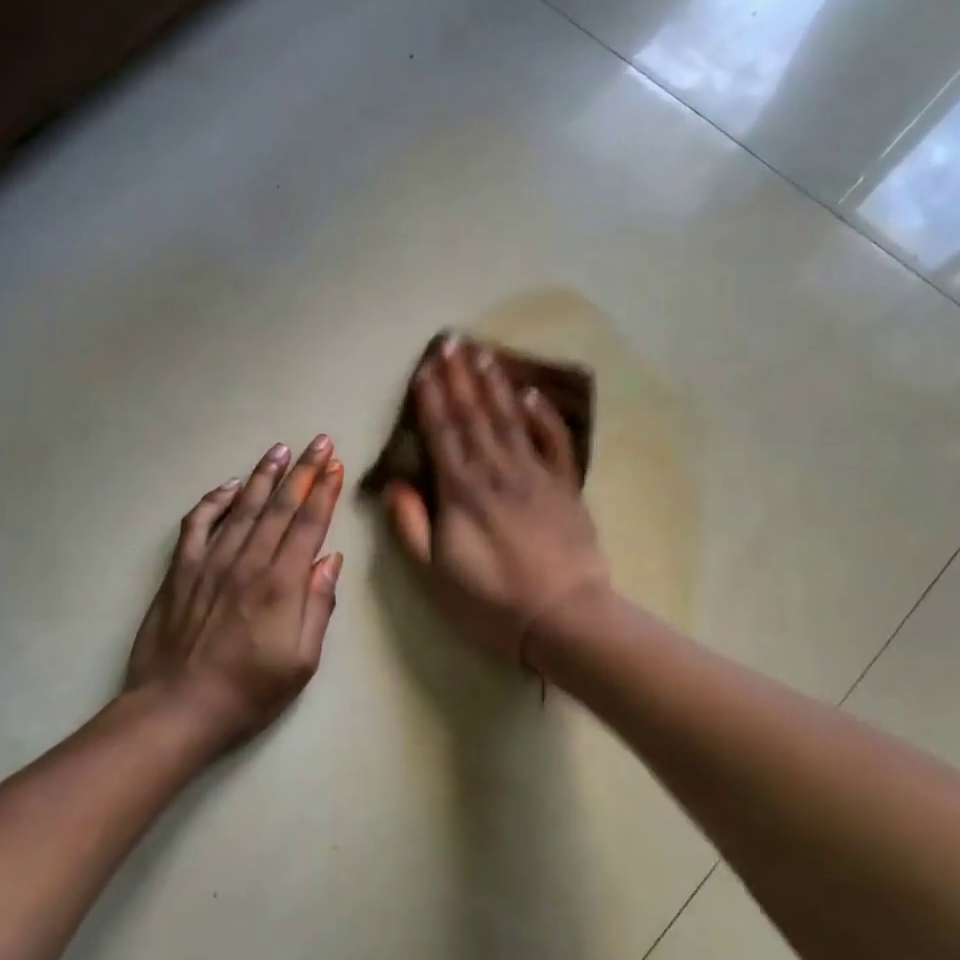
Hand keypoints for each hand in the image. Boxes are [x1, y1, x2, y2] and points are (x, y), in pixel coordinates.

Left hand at [127, 437, 344, 751]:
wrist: (177, 709)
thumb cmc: (248, 693)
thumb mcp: (301, 662)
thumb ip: (318, 606)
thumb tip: (330, 559)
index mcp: (281, 584)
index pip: (308, 524)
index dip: (324, 491)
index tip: (335, 464)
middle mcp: (247, 562)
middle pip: (279, 506)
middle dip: (303, 471)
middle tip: (318, 441)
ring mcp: (210, 562)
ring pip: (241, 507)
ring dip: (262, 476)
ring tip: (279, 450)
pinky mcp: (181, 571)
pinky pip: (197, 525)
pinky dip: (212, 502)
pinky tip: (227, 487)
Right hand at [383, 336, 610, 669]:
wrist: (563, 617)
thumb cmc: (490, 602)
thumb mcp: (435, 574)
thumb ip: (411, 526)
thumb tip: (394, 483)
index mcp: (461, 492)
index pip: (442, 433)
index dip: (431, 399)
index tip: (425, 368)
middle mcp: (496, 471)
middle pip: (475, 415)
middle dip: (460, 378)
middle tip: (451, 342)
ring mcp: (535, 475)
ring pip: (510, 419)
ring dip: (495, 385)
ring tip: (483, 353)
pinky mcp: (565, 486)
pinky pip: (553, 441)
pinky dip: (542, 415)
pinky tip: (531, 393)